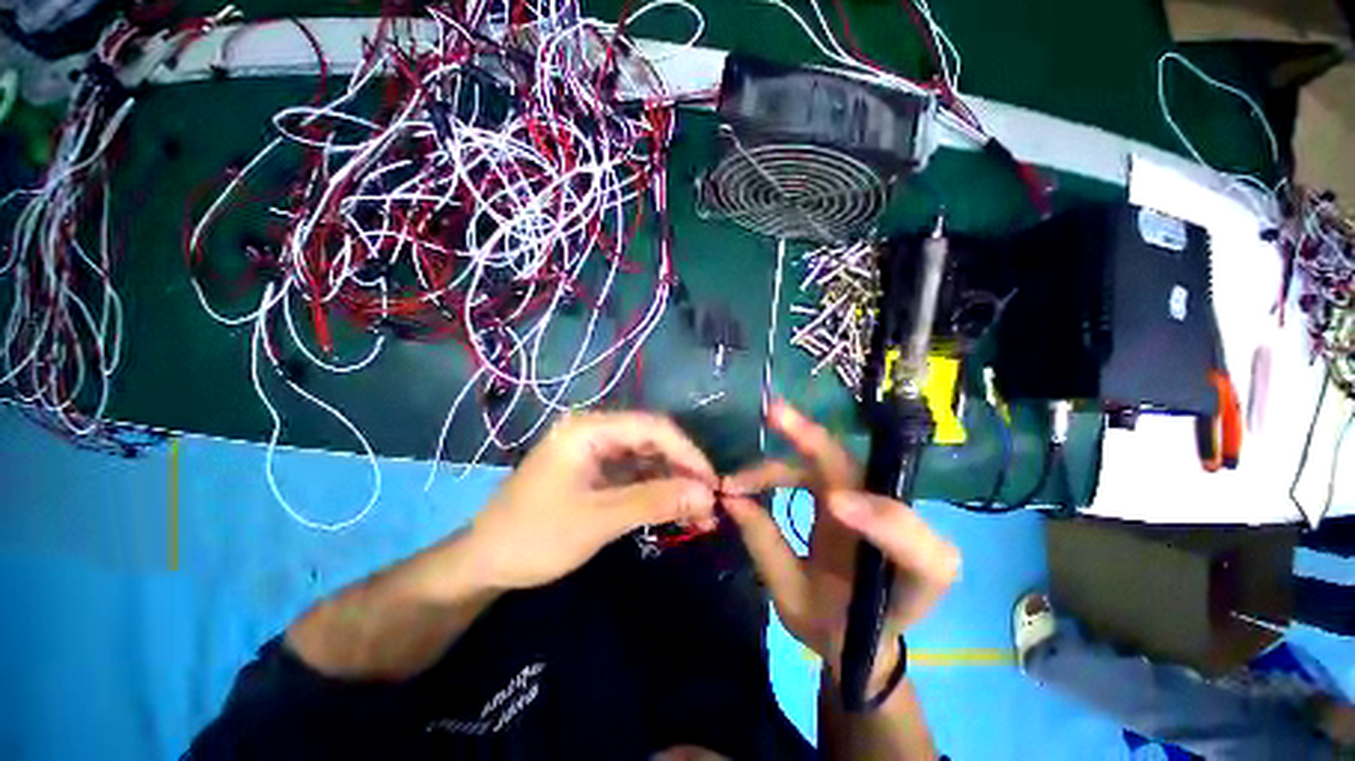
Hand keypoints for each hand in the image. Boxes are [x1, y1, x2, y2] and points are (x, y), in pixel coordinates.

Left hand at [468, 411, 717, 589]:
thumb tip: (707, 495)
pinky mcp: (596, 471)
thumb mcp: (599, 520)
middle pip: (652, 441)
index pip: (653, 428)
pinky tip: (676, 511)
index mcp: (589, 428)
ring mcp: (596, 451)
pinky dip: (656, 492)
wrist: (485, 564)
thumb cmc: (536, 537)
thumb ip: (655, 502)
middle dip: (683, 471)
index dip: (687, 453)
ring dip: (673, 484)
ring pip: (647, 459)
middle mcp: (595, 431)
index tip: (712, 484)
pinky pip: (635, 475)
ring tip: (700, 514)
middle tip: (709, 504)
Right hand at [721, 401, 959, 686]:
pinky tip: (752, 475)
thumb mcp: (796, 604)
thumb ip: (767, 549)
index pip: (919, 547)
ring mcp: (868, 503)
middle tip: (773, 414)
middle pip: (862, 474)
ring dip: (784, 456)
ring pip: (830, 461)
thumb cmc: (833, 629)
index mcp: (911, 577)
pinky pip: (816, 466)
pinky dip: (781, 466)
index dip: (883, 520)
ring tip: (738, 477)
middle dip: (816, 440)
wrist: (852, 634)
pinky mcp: (846, 493)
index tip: (834, 505)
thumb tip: (733, 498)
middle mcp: (898, 529)